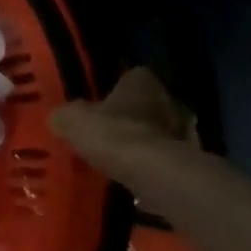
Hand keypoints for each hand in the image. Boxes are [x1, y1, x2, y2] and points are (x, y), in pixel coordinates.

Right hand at [49, 67, 195, 188]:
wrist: (151, 172)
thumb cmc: (111, 133)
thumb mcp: (71, 119)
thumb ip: (67, 115)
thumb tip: (61, 118)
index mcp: (142, 82)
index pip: (131, 76)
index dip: (115, 89)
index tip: (101, 102)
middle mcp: (168, 100)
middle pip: (148, 104)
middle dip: (132, 116)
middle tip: (109, 130)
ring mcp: (184, 131)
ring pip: (159, 132)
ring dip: (144, 141)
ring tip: (119, 156)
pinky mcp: (189, 162)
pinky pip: (164, 158)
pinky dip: (151, 164)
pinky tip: (132, 174)